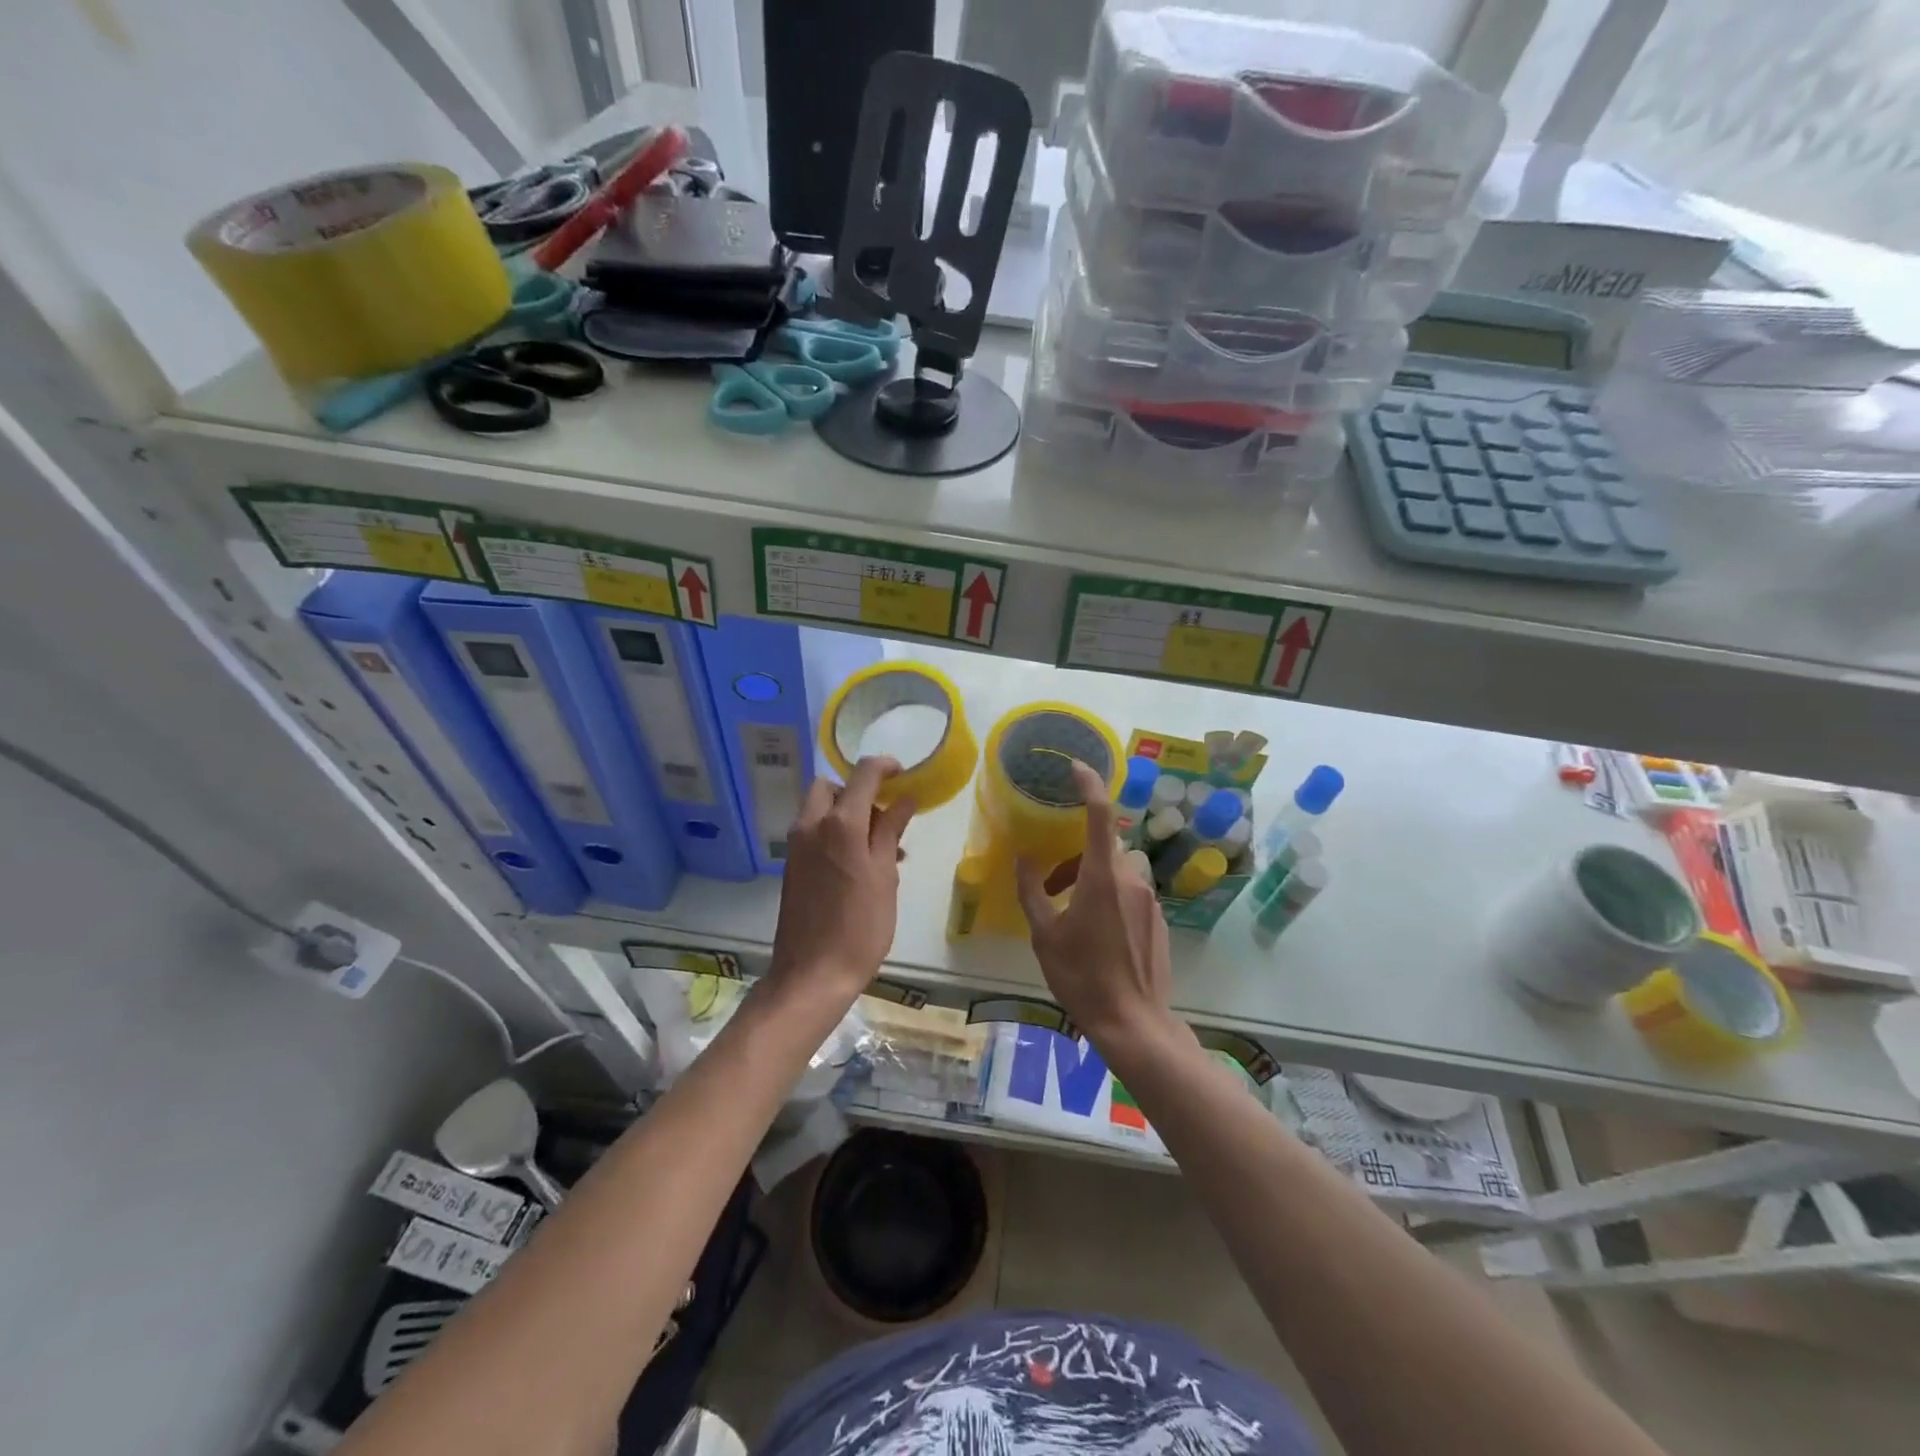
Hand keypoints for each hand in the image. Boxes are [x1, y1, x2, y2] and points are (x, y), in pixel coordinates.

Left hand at [769, 757, 913, 1001]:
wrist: (812, 975)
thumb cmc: (860, 927)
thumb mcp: (884, 877)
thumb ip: (891, 832)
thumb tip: (904, 800)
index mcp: (840, 824)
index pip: (862, 774)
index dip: (885, 766)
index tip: (903, 774)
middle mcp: (811, 826)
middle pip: (831, 787)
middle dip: (857, 791)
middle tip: (884, 816)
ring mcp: (796, 846)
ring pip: (820, 810)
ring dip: (847, 814)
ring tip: (881, 847)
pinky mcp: (791, 866)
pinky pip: (814, 833)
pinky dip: (835, 833)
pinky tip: (860, 865)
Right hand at [1016, 760, 1173, 1046]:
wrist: (1134, 1021)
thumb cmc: (1081, 976)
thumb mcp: (1045, 934)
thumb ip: (1032, 890)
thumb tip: (1023, 858)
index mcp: (1102, 876)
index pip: (1100, 814)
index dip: (1089, 784)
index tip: (1075, 767)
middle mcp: (1131, 878)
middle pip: (1104, 846)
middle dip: (1076, 855)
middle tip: (1051, 884)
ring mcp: (1150, 899)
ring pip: (1117, 870)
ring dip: (1091, 878)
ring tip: (1069, 912)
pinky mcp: (1159, 919)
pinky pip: (1130, 892)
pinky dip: (1109, 896)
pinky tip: (1096, 932)